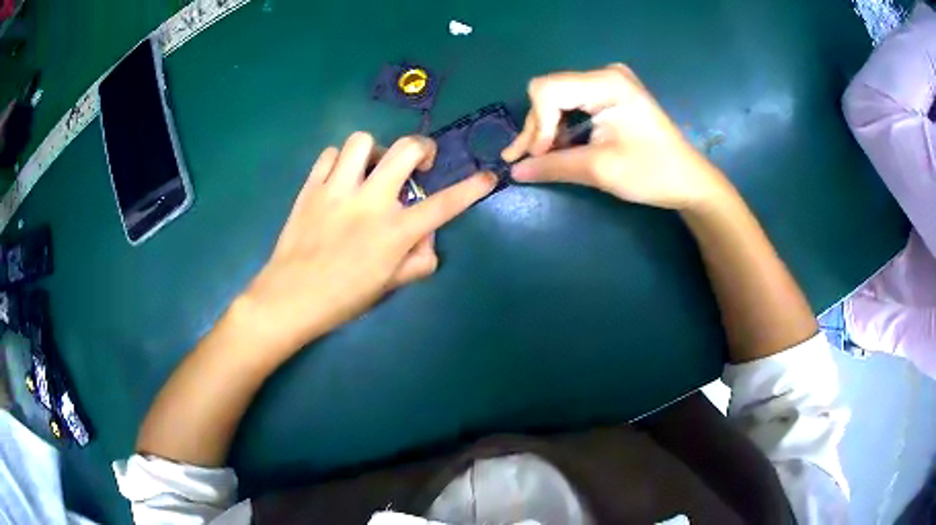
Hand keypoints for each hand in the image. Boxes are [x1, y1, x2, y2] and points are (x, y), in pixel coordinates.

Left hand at [238, 132, 496, 355]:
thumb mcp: (389, 286)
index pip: (444, 204)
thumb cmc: (343, 298)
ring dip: (375, 151)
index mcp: (394, 232)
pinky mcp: (311, 187)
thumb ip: (418, 260)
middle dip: (422, 147)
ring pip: (363, 141)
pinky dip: (342, 160)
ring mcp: (337, 190)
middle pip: (405, 149)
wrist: (291, 297)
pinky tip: (341, 178)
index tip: (487, 177)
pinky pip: (330, 154)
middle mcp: (370, 202)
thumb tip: (428, 236)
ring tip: (371, 170)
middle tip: (418, 163)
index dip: (472, 189)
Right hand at [502, 64, 729, 210]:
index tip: (540, 156)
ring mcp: (608, 83)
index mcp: (606, 82)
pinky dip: (561, 129)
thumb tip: (514, 171)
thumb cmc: (651, 173)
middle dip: (538, 129)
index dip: (538, 124)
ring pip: (557, 100)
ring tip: (535, 159)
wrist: (687, 180)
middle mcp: (604, 74)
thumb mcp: (600, 169)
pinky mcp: (610, 96)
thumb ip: (553, 166)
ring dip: (545, 131)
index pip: (548, 90)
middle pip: (550, 94)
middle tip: (526, 161)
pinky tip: (554, 148)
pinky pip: (572, 106)